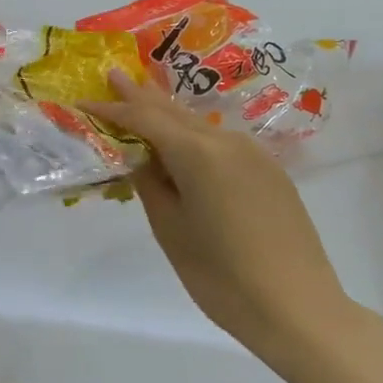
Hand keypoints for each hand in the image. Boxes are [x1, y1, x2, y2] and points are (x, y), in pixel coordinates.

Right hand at [85, 70, 363, 366]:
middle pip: (175, 111)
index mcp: (199, 153)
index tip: (84, 99)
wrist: (298, 308)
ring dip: (169, 115)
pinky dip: (194, 137)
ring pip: (200, 126)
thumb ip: (151, 185)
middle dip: (142, 95)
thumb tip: (143, 160)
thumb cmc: (221, 275)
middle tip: (115, 75)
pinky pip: (222, 144)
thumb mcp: (171, 230)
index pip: (144, 120)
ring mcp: (255, 156)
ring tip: (143, 103)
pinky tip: (183, 144)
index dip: (112, 109)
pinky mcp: (270, 174)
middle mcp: (228, 142)